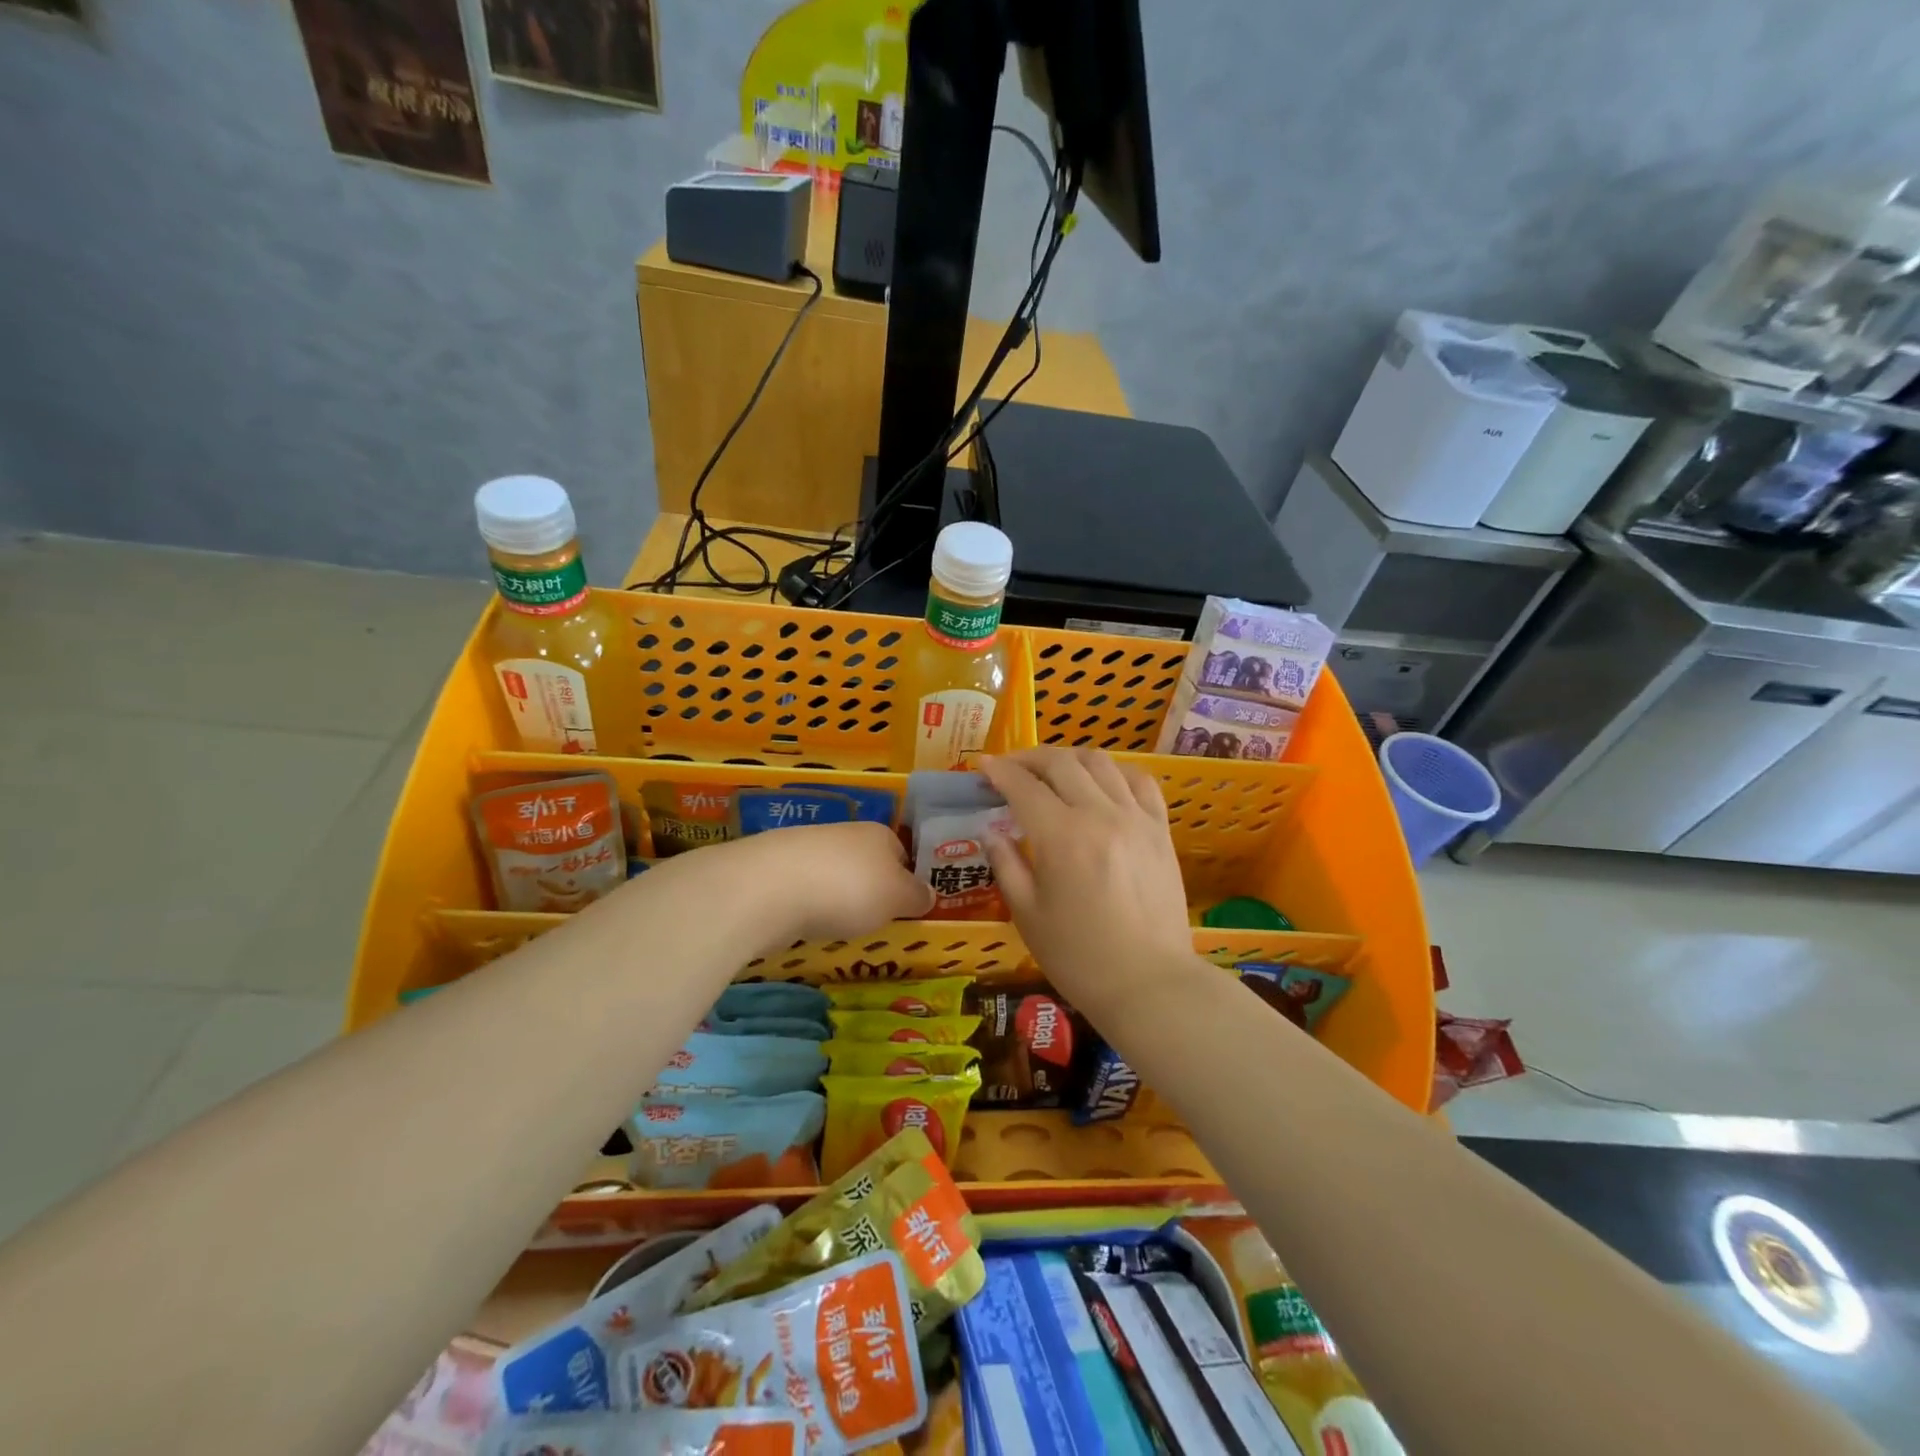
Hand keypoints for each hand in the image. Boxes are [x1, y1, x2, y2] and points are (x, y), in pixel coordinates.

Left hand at [722, 820, 933, 945]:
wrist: (772, 888)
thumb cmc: (850, 889)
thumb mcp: (898, 898)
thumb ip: (917, 896)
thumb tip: (929, 894)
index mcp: (880, 834)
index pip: (902, 855)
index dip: (906, 882)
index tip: (904, 911)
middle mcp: (845, 833)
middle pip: (866, 863)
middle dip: (869, 890)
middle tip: (872, 922)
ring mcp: (806, 847)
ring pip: (833, 874)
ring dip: (836, 897)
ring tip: (837, 927)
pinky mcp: (775, 868)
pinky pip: (803, 888)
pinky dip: (808, 905)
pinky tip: (805, 923)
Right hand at [978, 748, 1196, 1014]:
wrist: (1149, 984)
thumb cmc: (1079, 957)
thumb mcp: (1027, 915)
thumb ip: (1006, 865)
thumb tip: (991, 831)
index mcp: (1061, 837)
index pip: (1024, 786)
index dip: (1000, 771)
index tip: (983, 766)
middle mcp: (1100, 815)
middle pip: (1061, 763)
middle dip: (1029, 758)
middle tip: (1011, 768)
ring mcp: (1136, 818)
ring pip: (1100, 763)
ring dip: (1069, 759)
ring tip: (1052, 771)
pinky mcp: (1160, 830)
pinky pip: (1140, 782)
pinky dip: (1115, 772)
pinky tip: (1102, 782)